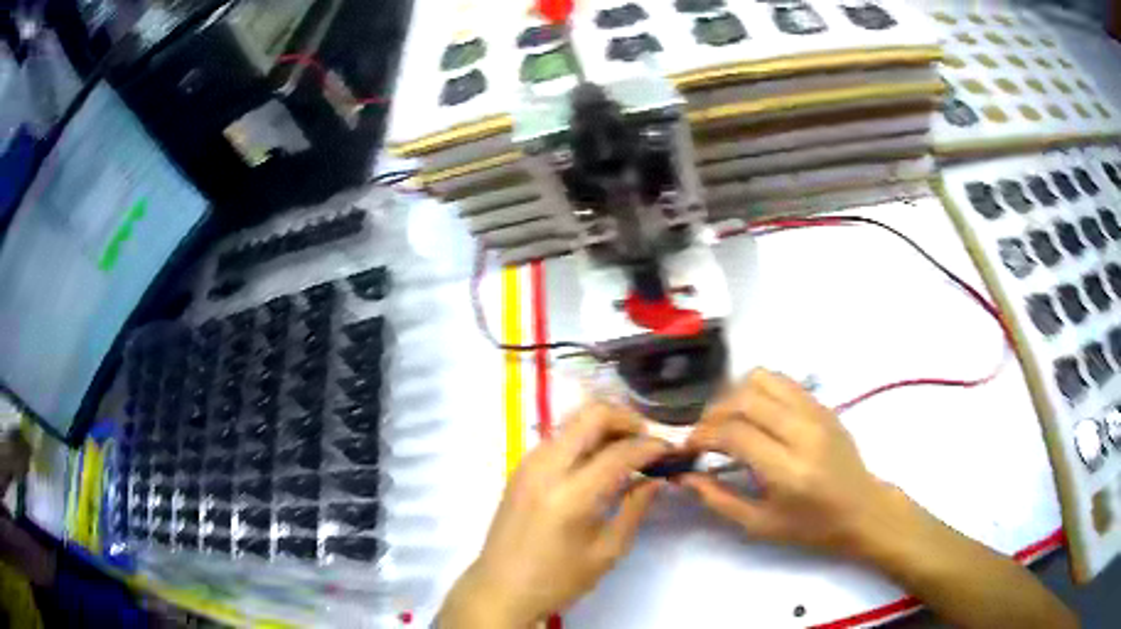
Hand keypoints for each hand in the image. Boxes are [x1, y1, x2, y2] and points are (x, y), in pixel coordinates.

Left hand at [439, 401, 670, 627]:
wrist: (500, 589)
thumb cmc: (557, 580)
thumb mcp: (606, 551)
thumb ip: (634, 509)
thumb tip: (656, 479)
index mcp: (571, 495)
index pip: (620, 452)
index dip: (651, 447)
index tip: (670, 451)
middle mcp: (546, 468)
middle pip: (591, 414)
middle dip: (627, 419)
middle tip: (646, 441)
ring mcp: (528, 463)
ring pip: (572, 421)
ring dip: (604, 426)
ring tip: (626, 451)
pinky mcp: (519, 468)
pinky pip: (558, 437)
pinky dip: (583, 437)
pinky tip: (597, 462)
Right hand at [681, 368, 893, 557]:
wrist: (861, 508)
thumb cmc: (811, 526)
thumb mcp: (760, 525)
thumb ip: (718, 499)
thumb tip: (684, 476)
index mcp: (788, 469)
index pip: (734, 433)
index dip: (703, 436)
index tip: (689, 448)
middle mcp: (803, 432)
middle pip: (744, 398)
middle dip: (713, 414)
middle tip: (704, 435)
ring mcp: (816, 412)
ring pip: (763, 378)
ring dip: (735, 395)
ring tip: (729, 420)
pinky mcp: (823, 404)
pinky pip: (783, 381)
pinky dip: (759, 390)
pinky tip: (755, 414)